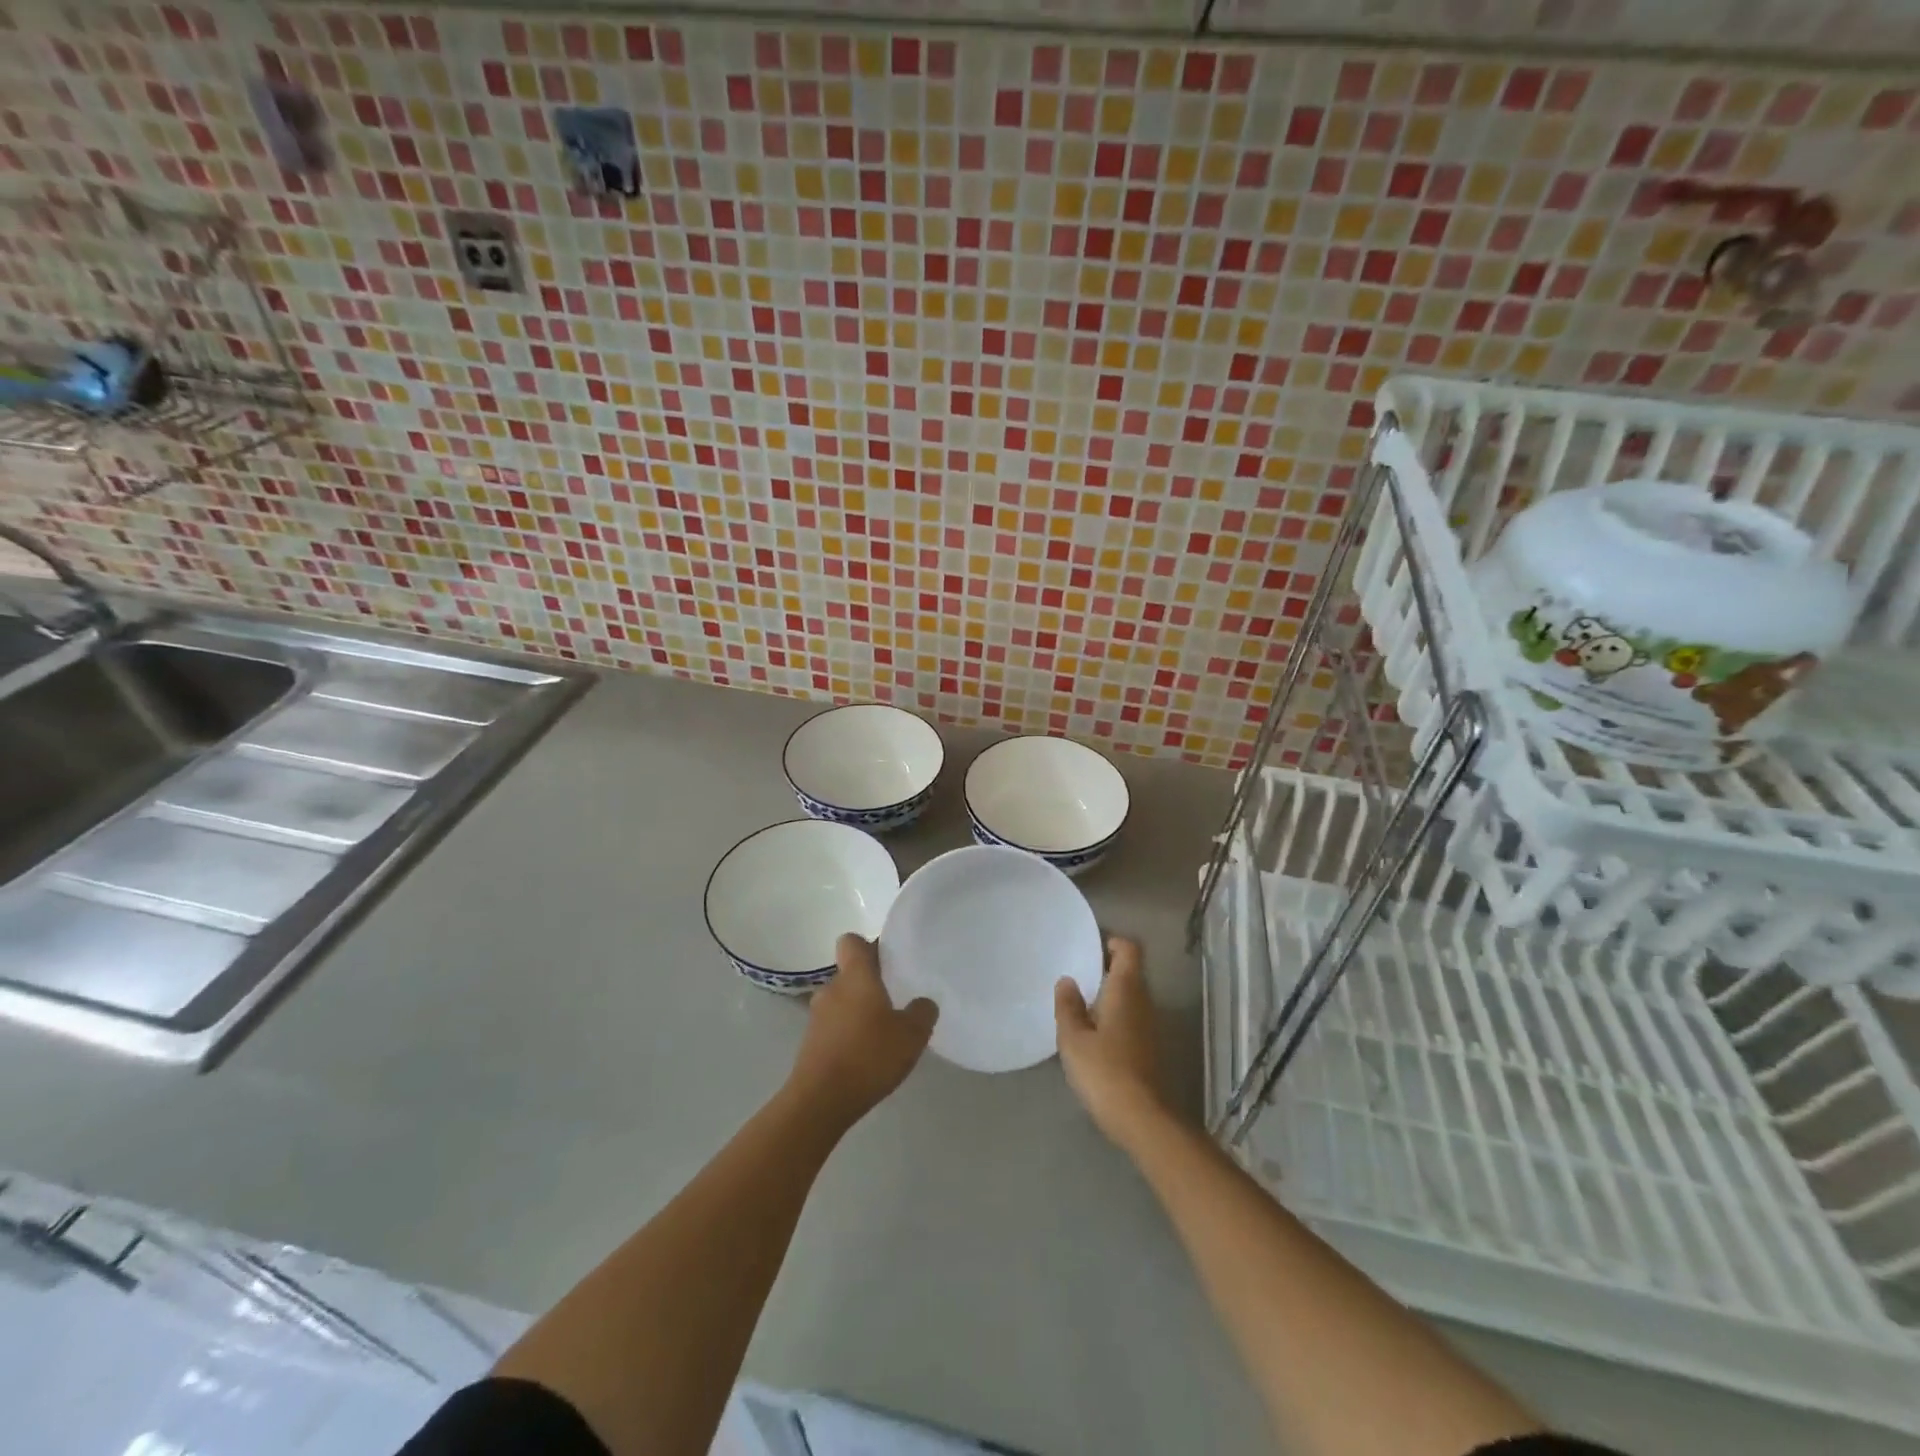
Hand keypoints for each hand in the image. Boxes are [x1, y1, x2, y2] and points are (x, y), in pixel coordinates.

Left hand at [787, 934, 937, 1129]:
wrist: (820, 1101)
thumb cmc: (868, 1056)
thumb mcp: (911, 1035)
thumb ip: (922, 1012)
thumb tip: (923, 1002)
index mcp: (855, 976)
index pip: (852, 941)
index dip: (868, 946)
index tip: (888, 961)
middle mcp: (832, 989)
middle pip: (850, 974)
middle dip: (870, 984)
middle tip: (896, 1001)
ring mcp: (817, 1017)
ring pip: (842, 1002)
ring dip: (859, 1012)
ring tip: (883, 1034)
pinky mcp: (810, 1044)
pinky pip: (834, 1027)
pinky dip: (848, 1034)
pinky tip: (866, 1056)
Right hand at [1056, 936, 1166, 1146]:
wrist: (1142, 1119)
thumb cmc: (1104, 1071)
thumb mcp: (1074, 1038)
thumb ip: (1068, 1006)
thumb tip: (1067, 981)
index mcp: (1125, 990)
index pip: (1128, 950)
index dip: (1112, 942)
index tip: (1090, 946)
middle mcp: (1143, 1001)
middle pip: (1129, 972)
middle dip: (1105, 969)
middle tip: (1076, 975)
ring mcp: (1150, 1026)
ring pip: (1130, 996)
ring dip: (1108, 995)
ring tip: (1078, 1003)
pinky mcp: (1149, 1048)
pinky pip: (1131, 1017)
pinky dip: (1113, 1016)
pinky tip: (1092, 1033)